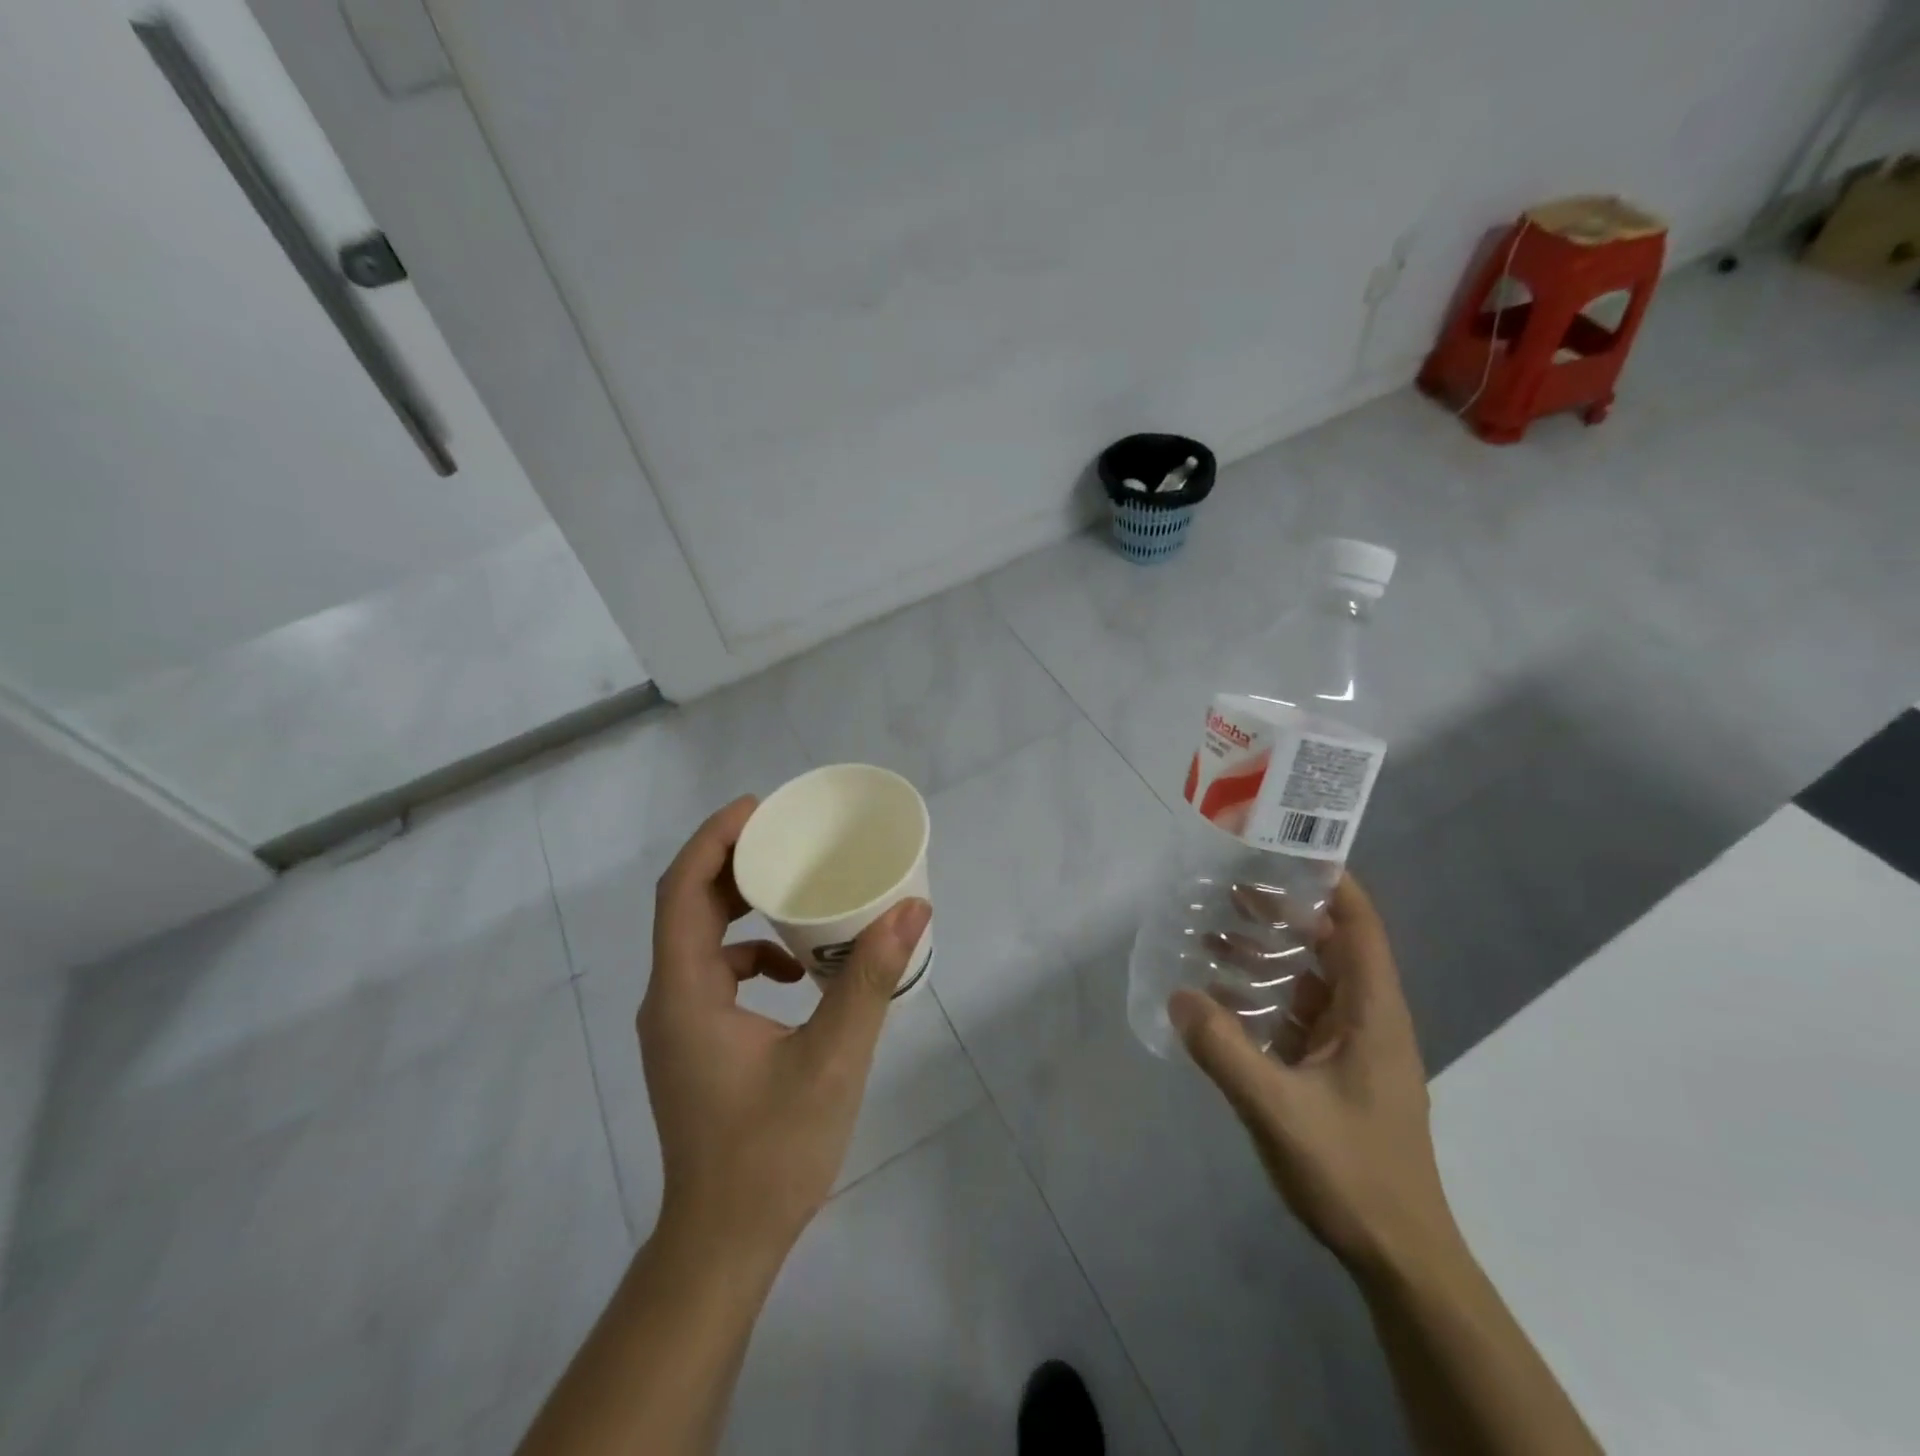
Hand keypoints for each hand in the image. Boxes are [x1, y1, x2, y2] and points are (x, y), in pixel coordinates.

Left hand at [640, 796, 930, 1265]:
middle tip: (786, 837)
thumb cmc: (771, 1153)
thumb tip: (912, 908)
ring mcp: (677, 1024)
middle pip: (687, 907)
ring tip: (796, 890)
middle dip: (733, 863)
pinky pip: (714, 973)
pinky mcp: (693, 1044)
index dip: (714, 839)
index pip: (682, 892)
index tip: (759, 807)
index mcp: (685, 993)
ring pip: (699, 940)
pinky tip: (796, 971)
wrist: (724, 1244)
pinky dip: (750, 953)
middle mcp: (669, 999)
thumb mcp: (833, 1059)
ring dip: (742, 907)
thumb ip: (870, 980)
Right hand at [1169, 874, 1458, 1275]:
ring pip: (1311, 981)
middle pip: (1330, 945)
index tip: (1284, 850)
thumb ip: (1225, 1051)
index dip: (1330, 882)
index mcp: (1373, 1013)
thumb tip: (1179, 995)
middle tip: (1229, 885)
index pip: (1359, 926)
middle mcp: (1368, 1019)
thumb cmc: (1352, 1175)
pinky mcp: (1336, 1073)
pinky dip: (1265, 997)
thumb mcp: (1278, 1110)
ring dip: (1268, 955)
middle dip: (1284, 911)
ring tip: (1213, 932)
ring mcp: (1353, 1048)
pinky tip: (1221, 999)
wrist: (1400, 1259)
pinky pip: (1298, 1017)